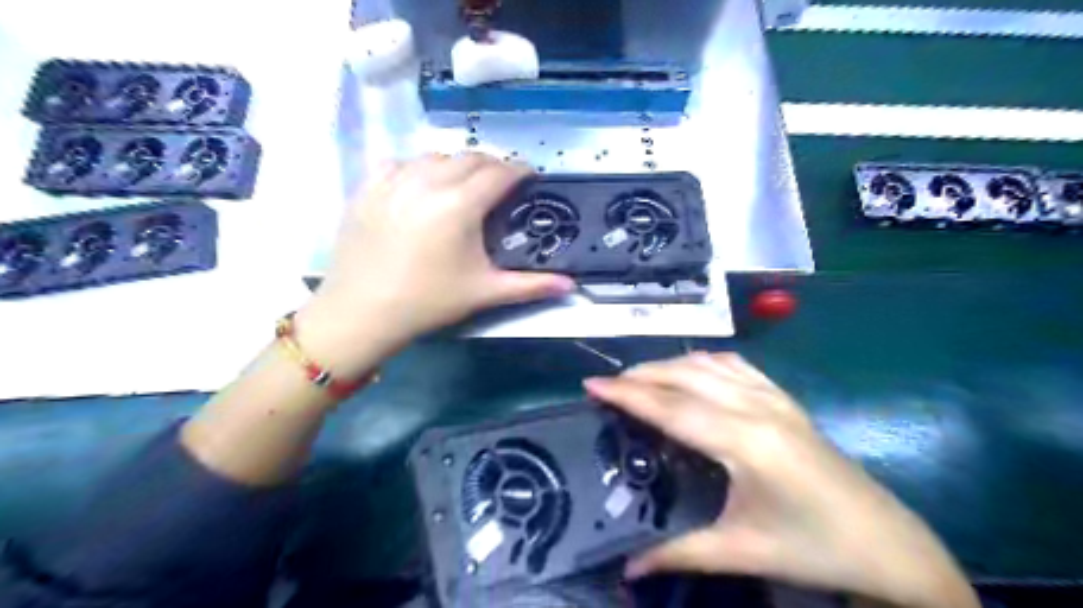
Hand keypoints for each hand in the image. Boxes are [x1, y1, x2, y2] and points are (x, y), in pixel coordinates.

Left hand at [291, 154, 568, 374]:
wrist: (363, 313)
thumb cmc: (428, 302)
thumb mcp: (484, 292)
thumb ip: (531, 286)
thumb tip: (571, 287)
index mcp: (459, 205)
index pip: (500, 172)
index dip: (520, 171)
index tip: (530, 178)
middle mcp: (427, 182)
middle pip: (470, 157)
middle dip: (492, 166)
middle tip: (501, 185)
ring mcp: (394, 181)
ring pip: (435, 156)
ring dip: (456, 165)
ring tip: (463, 185)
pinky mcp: (368, 188)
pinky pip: (400, 163)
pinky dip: (418, 168)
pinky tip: (421, 186)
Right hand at [585, 351, 983, 606]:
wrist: (888, 544)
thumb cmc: (813, 548)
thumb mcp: (742, 552)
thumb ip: (679, 553)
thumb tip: (627, 570)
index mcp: (745, 441)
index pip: (671, 408)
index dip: (627, 395)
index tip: (591, 384)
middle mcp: (756, 407)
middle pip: (685, 377)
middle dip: (641, 374)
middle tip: (608, 384)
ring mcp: (775, 398)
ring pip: (709, 364)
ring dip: (670, 365)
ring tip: (640, 377)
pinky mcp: (786, 400)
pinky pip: (737, 365)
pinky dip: (704, 362)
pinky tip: (692, 370)